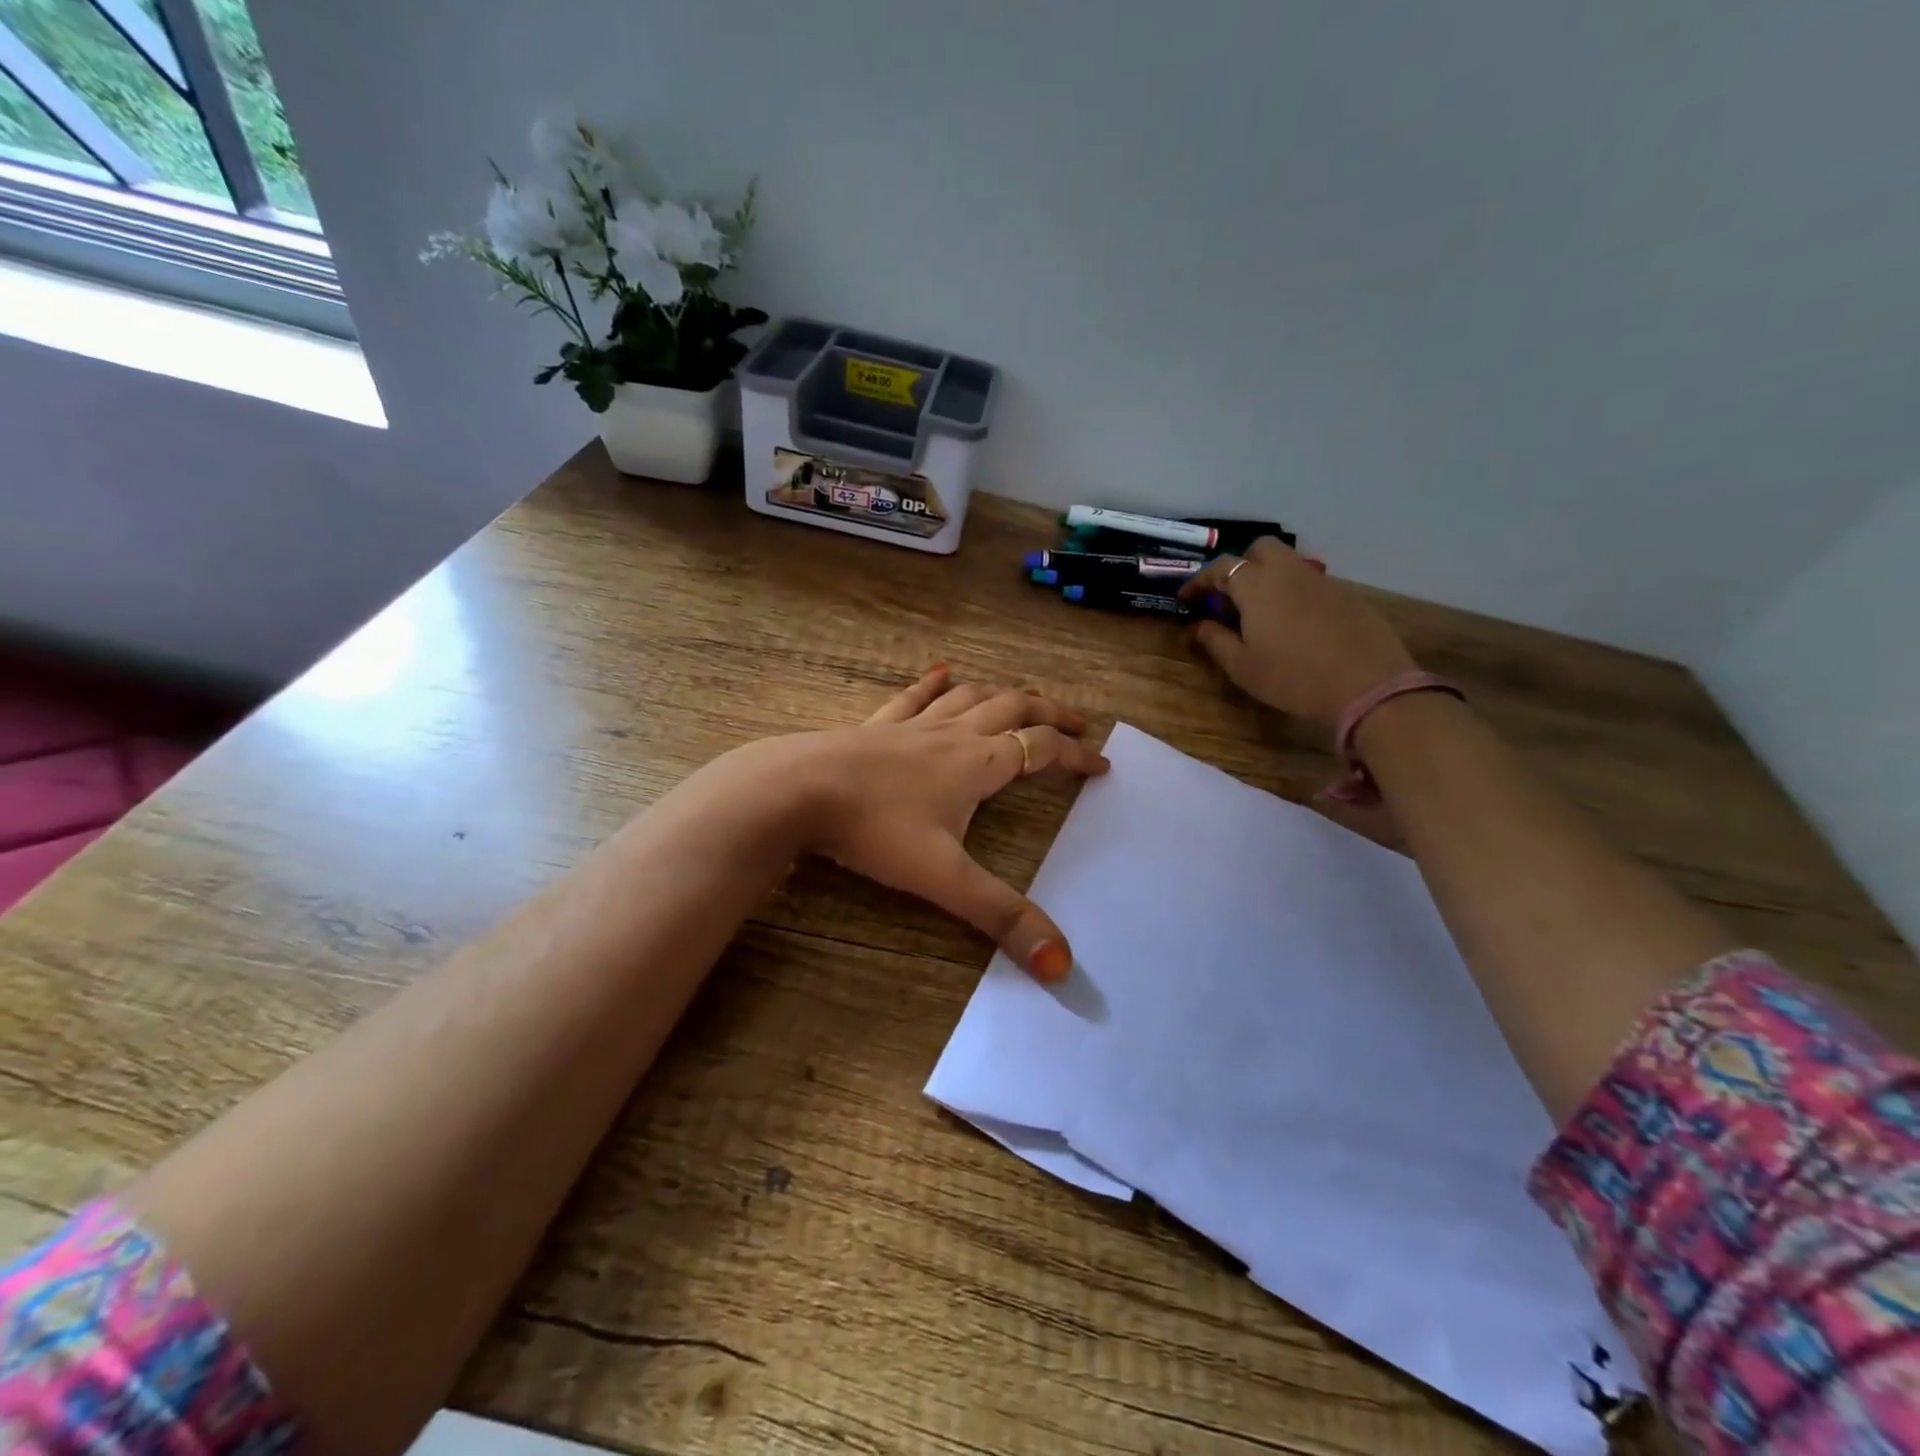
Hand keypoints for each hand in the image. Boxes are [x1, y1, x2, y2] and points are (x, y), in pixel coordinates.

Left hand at [749, 666, 1108, 981]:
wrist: (798, 789)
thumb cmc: (875, 829)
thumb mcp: (943, 878)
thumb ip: (1001, 917)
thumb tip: (1061, 965)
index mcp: (978, 764)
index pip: (1041, 751)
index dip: (1075, 756)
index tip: (1101, 764)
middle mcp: (952, 735)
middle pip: (1013, 709)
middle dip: (1049, 713)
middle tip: (1076, 720)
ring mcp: (911, 726)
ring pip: (969, 698)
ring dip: (1003, 694)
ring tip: (1023, 695)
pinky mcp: (876, 726)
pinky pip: (913, 697)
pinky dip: (934, 683)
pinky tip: (942, 670)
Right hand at [1179, 538, 1414, 726]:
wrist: (1367, 685)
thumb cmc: (1292, 677)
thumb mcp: (1242, 666)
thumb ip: (1216, 641)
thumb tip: (1199, 626)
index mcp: (1257, 585)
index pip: (1220, 568)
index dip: (1199, 581)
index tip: (1187, 598)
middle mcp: (1288, 572)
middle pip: (1260, 549)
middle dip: (1240, 565)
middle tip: (1229, 596)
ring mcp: (1321, 580)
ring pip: (1288, 563)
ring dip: (1268, 577)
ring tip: (1261, 612)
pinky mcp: (1346, 595)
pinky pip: (1310, 583)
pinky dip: (1293, 593)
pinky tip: (1295, 624)